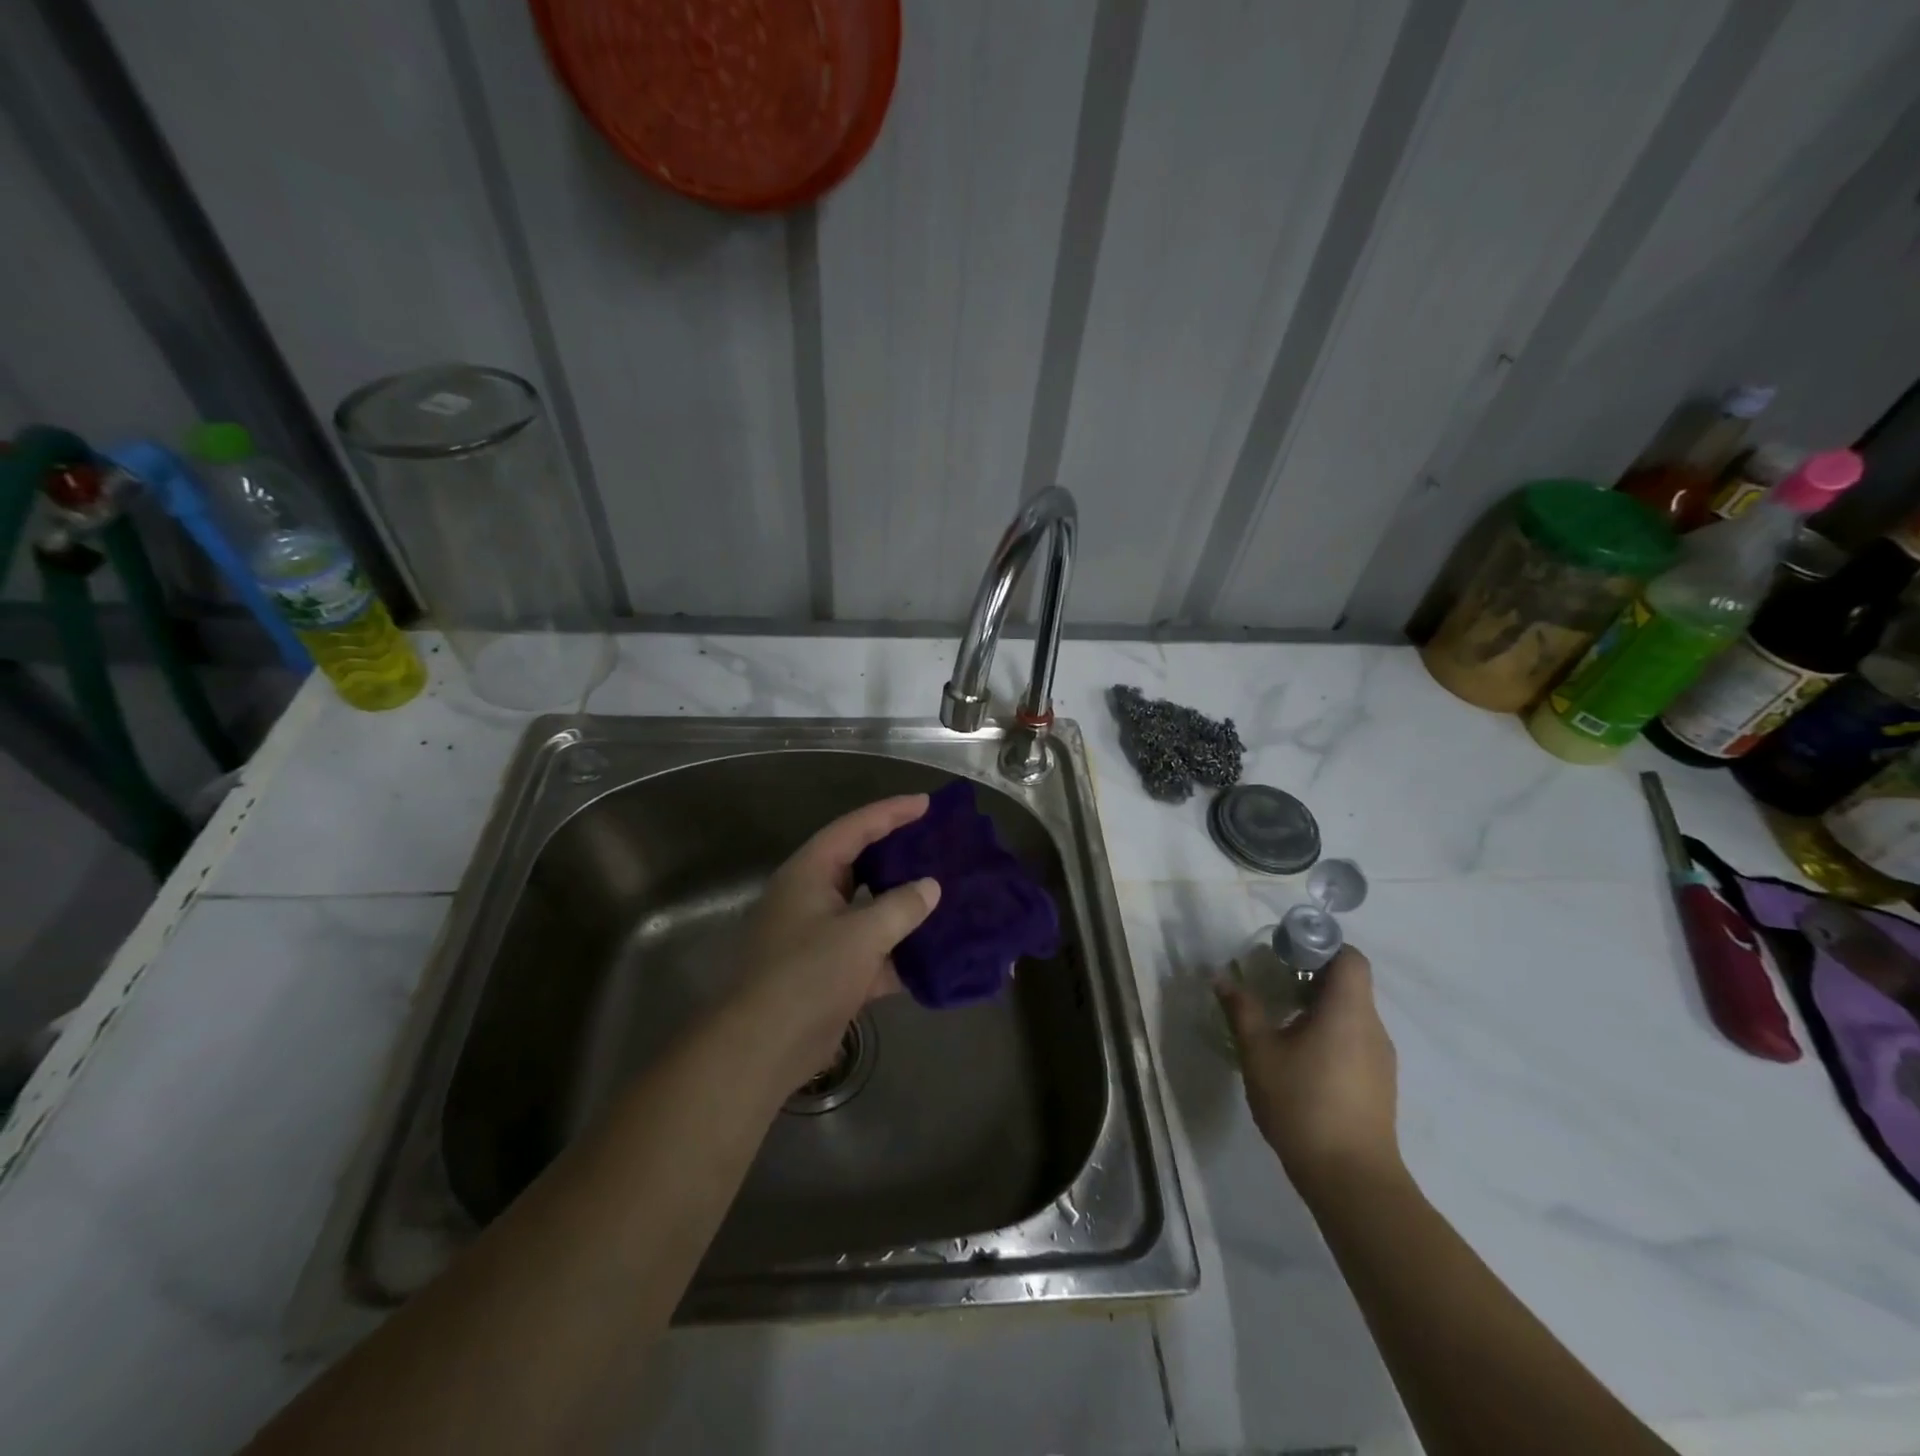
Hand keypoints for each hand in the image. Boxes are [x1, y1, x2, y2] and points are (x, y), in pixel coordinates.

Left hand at [736, 795, 940, 1079]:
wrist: (763, 1047)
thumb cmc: (808, 974)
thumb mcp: (861, 934)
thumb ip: (901, 906)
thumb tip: (931, 886)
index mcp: (810, 873)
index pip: (855, 829)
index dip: (891, 812)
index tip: (927, 804)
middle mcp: (812, 897)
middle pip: (862, 865)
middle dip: (900, 856)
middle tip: (939, 845)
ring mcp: (820, 936)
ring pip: (870, 910)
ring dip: (904, 907)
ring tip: (946, 893)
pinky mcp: (831, 973)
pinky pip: (873, 951)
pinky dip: (900, 953)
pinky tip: (937, 954)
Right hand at [1216, 947, 1401, 1196]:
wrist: (1351, 1179)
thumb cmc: (1302, 1103)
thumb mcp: (1258, 1052)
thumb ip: (1242, 1010)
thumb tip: (1222, 977)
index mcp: (1348, 1010)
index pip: (1350, 957)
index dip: (1321, 947)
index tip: (1287, 955)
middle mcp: (1372, 1027)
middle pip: (1350, 984)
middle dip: (1312, 978)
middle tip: (1274, 986)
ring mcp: (1381, 1059)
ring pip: (1353, 1015)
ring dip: (1321, 1009)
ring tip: (1283, 1024)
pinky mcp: (1380, 1085)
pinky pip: (1356, 1041)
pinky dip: (1331, 1036)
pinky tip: (1302, 1060)